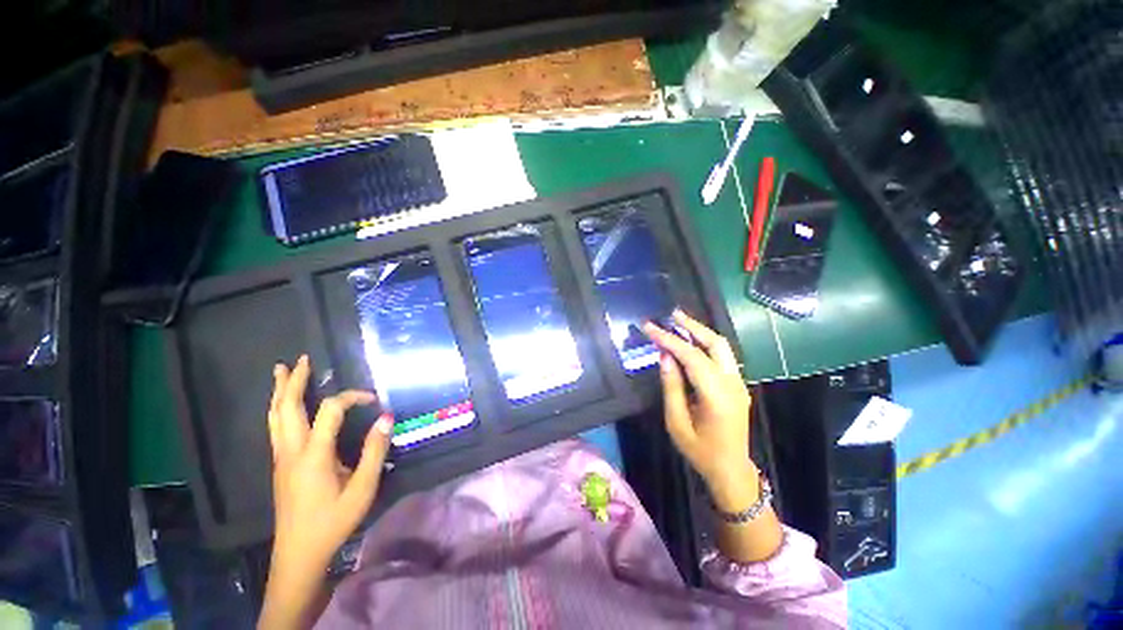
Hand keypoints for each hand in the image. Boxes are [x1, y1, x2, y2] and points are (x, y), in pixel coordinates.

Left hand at [267, 355, 392, 574]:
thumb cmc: (333, 521)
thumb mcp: (363, 489)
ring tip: (283, 372)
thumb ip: (374, 451)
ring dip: (281, 392)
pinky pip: (276, 427)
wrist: (299, 554)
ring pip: (275, 417)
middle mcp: (291, 451)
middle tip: (302, 359)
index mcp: (313, 455)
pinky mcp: (280, 466)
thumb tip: (386, 417)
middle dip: (295, 381)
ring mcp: (281, 458)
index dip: (352, 397)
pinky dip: (279, 408)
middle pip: (287, 407)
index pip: (330, 410)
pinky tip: (284, 406)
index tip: (374, 399)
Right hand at [642, 311, 757, 509]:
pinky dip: (705, 344)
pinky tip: (690, 341)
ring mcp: (739, 384)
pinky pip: (722, 357)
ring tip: (679, 321)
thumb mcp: (676, 422)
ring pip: (722, 347)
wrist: (731, 470)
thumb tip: (665, 356)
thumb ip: (672, 387)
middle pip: (715, 344)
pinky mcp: (738, 385)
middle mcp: (733, 384)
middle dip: (692, 326)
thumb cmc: (700, 451)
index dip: (669, 339)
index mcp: (717, 396)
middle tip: (671, 314)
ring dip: (700, 332)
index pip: (692, 357)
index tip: (649, 327)